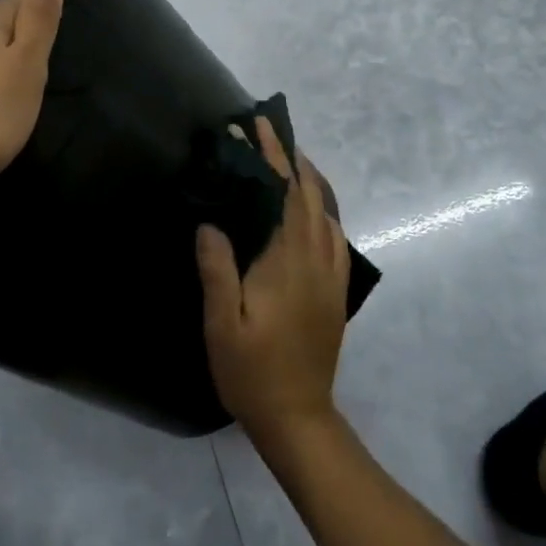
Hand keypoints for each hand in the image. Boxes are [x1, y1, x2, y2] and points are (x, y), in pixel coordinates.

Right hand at [197, 116, 351, 446]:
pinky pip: (335, 233)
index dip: (272, 157)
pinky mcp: (335, 289)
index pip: (284, 194)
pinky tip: (311, 207)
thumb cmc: (253, 371)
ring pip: (326, 211)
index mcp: (287, 262)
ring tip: (287, 156)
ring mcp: (330, 274)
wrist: (299, 417)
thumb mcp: (222, 325)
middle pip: (308, 194)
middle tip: (268, 130)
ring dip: (308, 178)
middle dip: (289, 157)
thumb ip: (217, 270)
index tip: (257, 127)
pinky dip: (324, 206)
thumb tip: (210, 222)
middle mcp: (316, 259)